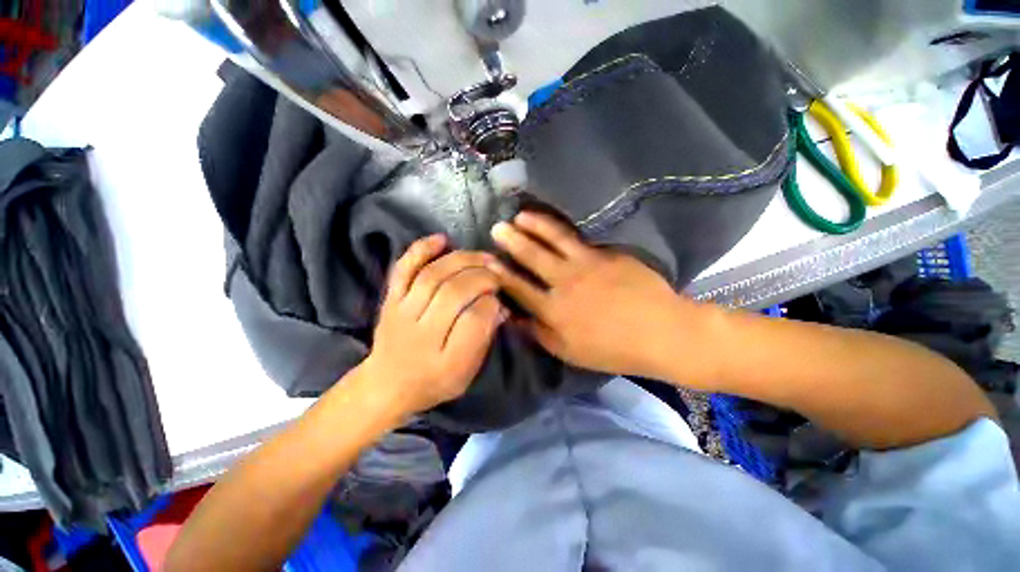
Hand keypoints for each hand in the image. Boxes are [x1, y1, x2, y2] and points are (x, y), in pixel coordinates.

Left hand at [361, 235, 506, 417]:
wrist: (387, 384)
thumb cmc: (434, 380)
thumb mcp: (466, 371)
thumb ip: (484, 338)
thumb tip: (500, 305)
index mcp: (445, 360)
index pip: (474, 321)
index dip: (492, 303)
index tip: (500, 298)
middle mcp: (421, 333)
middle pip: (454, 292)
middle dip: (482, 277)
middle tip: (498, 273)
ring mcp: (401, 311)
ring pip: (433, 275)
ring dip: (463, 260)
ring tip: (483, 257)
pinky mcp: (391, 298)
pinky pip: (403, 268)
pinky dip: (422, 250)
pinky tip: (443, 239)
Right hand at [489, 212, 698, 378]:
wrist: (661, 333)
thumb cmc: (612, 349)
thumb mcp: (569, 351)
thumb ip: (539, 333)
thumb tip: (514, 318)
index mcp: (554, 310)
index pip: (519, 288)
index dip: (501, 274)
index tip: (487, 261)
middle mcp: (565, 283)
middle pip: (532, 257)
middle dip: (512, 241)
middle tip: (497, 227)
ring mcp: (587, 265)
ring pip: (554, 240)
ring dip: (536, 225)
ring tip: (521, 215)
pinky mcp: (607, 254)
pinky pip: (580, 238)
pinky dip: (563, 228)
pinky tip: (554, 221)